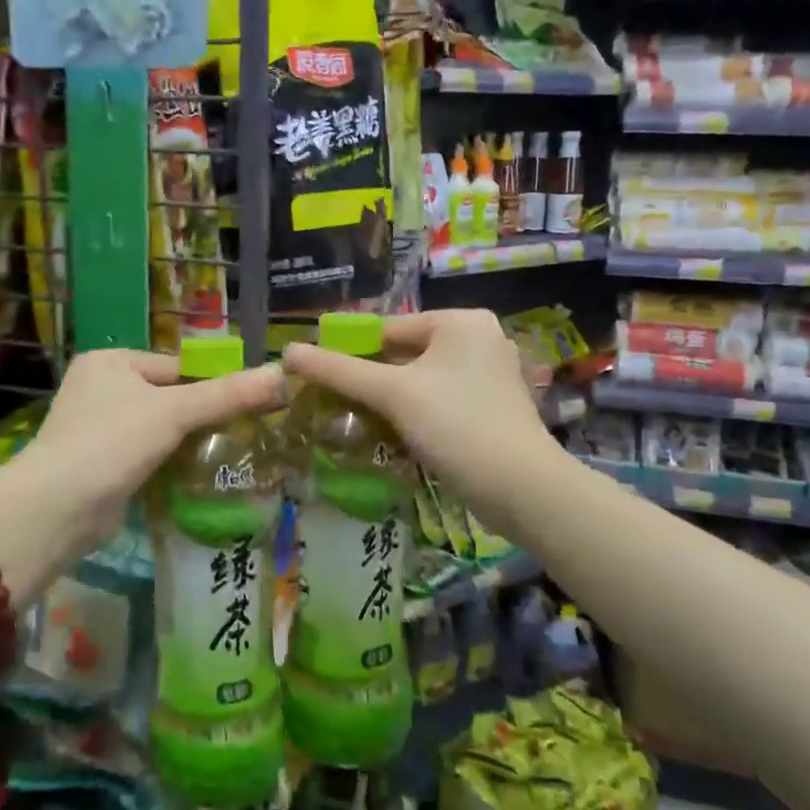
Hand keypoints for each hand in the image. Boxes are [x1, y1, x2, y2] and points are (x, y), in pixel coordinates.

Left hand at [13, 348, 286, 567]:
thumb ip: (227, 395)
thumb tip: (282, 374)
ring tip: (227, 457)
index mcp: (110, 362)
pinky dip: (167, 465)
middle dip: (199, 418)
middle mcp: (98, 389)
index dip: (210, 386)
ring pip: (157, 430)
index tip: (246, 406)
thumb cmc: (113, 441)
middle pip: (167, 398)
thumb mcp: (175, 412)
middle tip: (243, 434)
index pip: (175, 367)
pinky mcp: (99, 465)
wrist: (58, 507)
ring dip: (185, 445)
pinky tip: (196, 477)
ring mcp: (95, 429)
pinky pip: (145, 457)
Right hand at [281, 310, 556, 520]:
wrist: (522, 488)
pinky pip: (441, 401)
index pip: (388, 329)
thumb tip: (287, 352)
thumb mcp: (392, 393)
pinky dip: (417, 414)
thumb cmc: (456, 425)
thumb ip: (339, 371)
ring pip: (422, 381)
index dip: (351, 353)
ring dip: (392, 401)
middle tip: (337, 405)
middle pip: (405, 354)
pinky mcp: (493, 408)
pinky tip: (396, 437)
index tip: (322, 381)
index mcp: (460, 321)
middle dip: (373, 380)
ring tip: (360, 423)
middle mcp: (480, 339)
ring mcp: (490, 375)